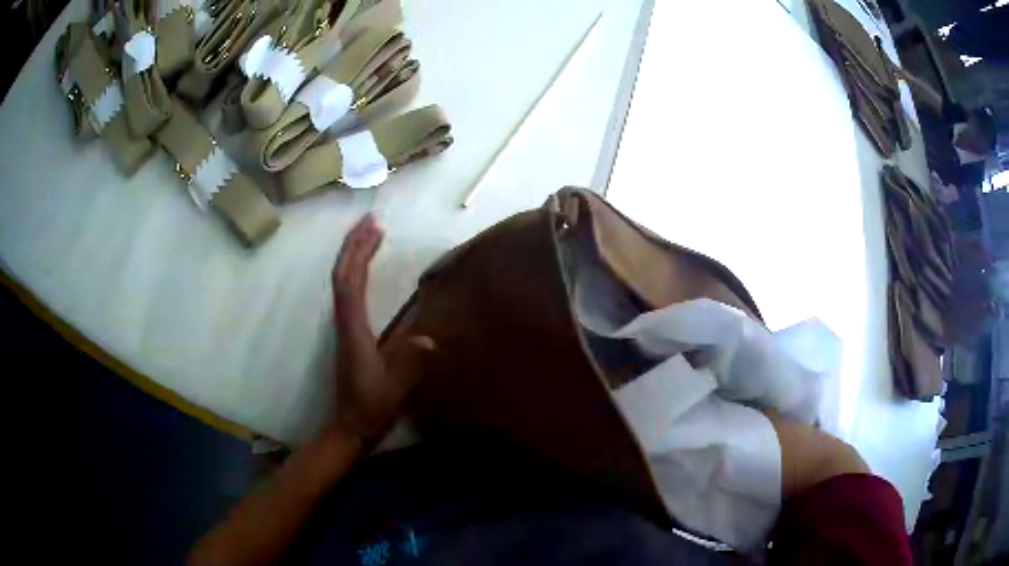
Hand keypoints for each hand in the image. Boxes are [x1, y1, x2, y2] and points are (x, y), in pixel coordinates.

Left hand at [332, 214, 434, 441]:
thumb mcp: (395, 390)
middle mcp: (344, 322)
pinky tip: (364, 265)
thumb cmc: (372, 406)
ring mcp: (343, 326)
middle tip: (371, 220)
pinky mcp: (347, 330)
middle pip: (342, 275)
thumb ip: (409, 365)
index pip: (350, 285)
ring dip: (352, 254)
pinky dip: (354, 270)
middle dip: (354, 245)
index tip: (375, 231)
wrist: (351, 423)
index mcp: (354, 331)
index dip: (359, 255)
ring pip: (341, 281)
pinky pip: (346, 291)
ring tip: (368, 232)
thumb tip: (430, 340)